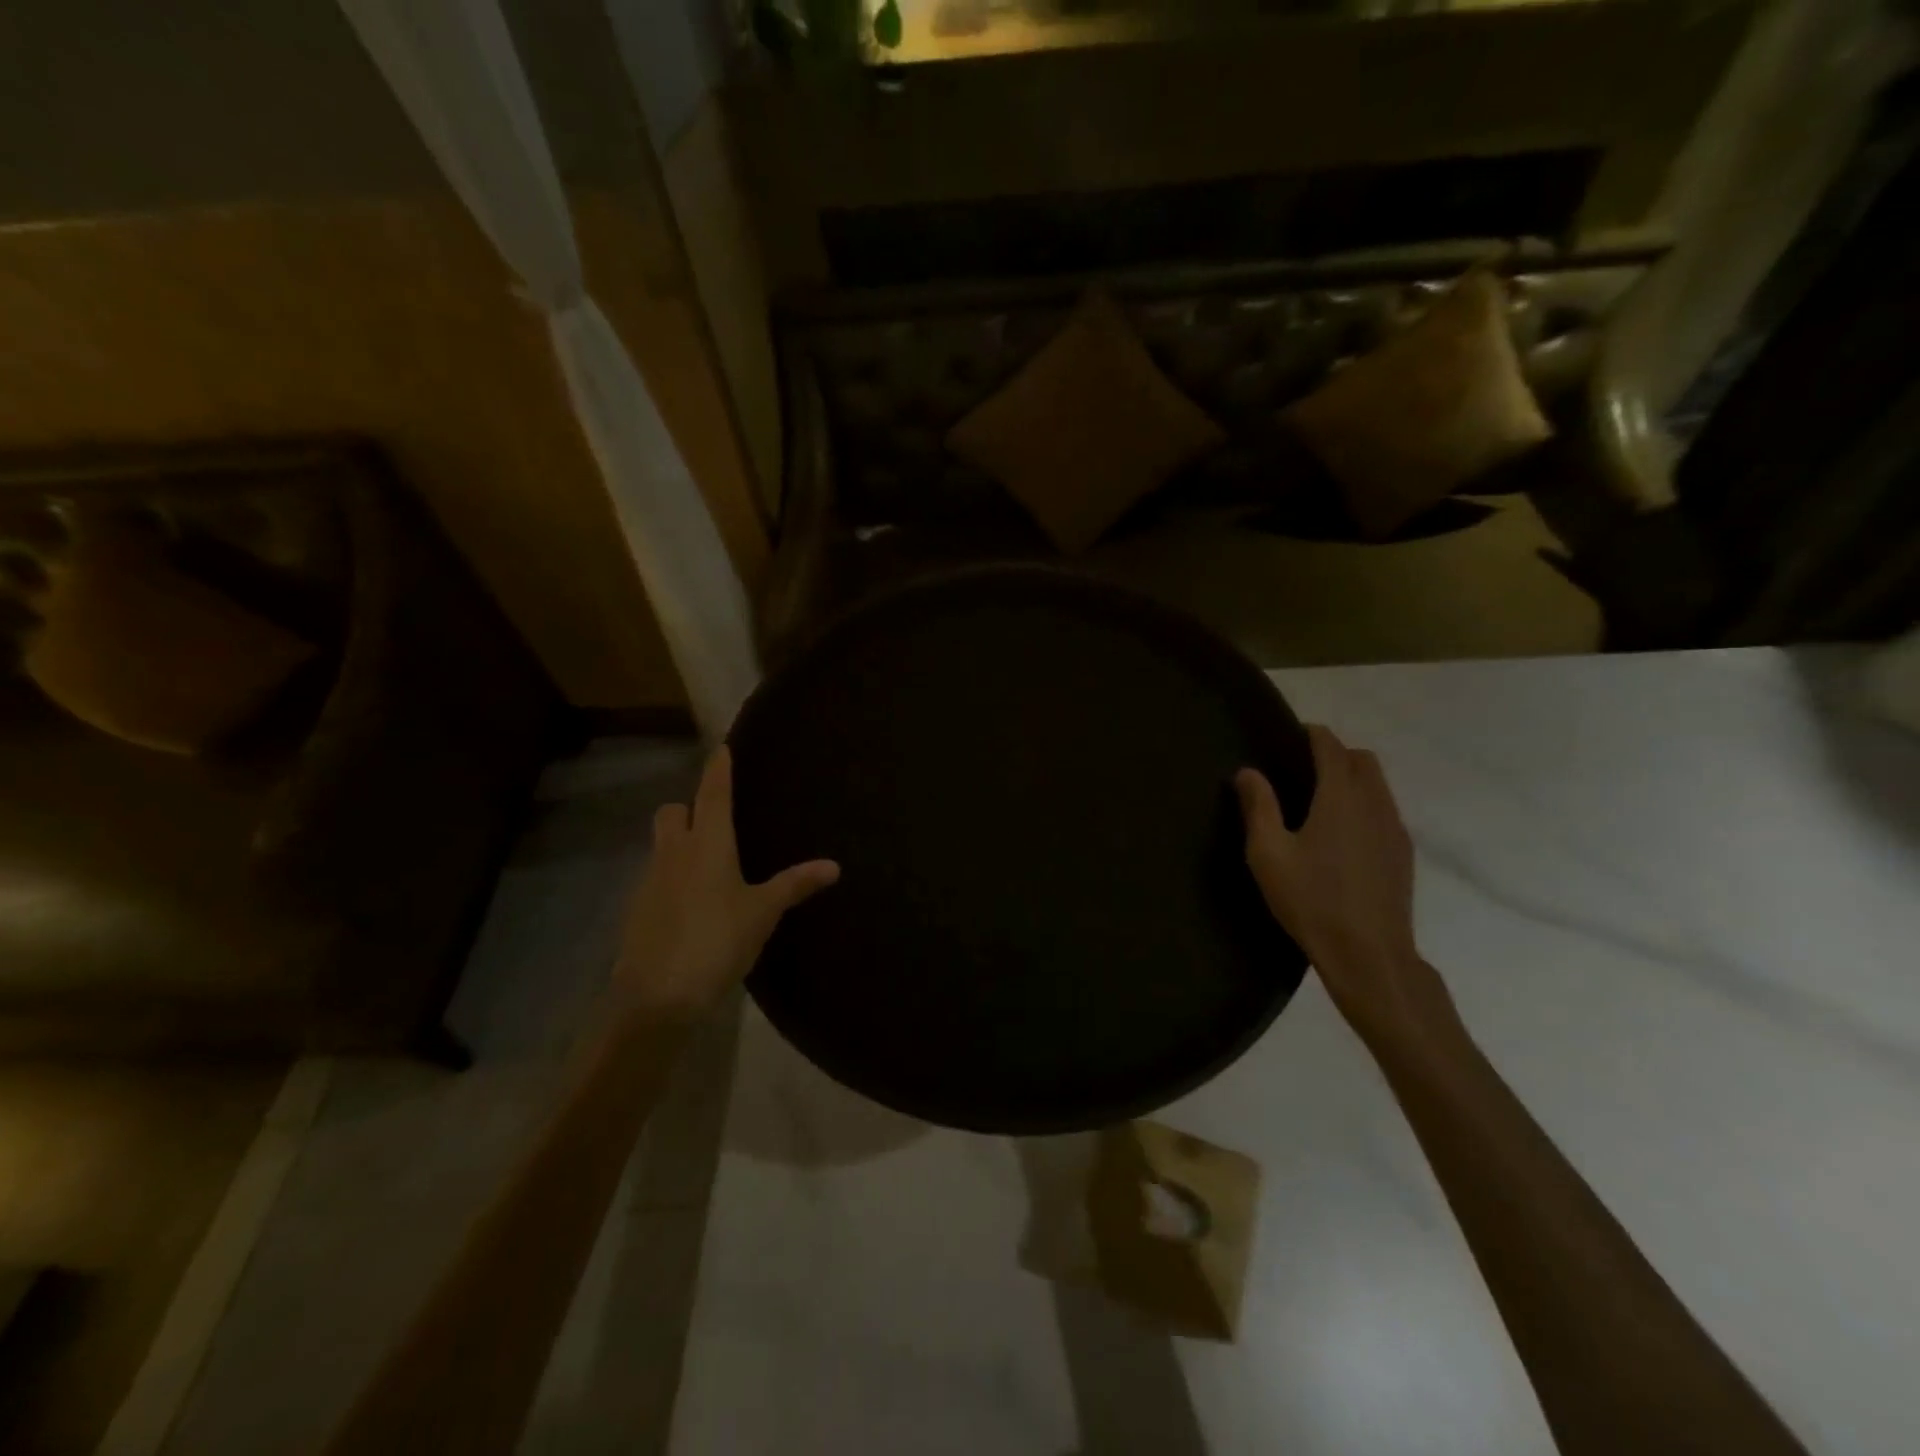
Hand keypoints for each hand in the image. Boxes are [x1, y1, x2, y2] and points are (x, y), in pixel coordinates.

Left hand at [614, 747, 839, 1018]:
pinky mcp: (638, 908)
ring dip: (679, 842)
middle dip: (690, 807)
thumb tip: (834, 865)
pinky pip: (656, 877)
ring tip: (710, 865)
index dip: (718, 769)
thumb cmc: (717, 941)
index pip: (713, 793)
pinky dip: (672, 877)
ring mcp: (650, 880)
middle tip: (715, 822)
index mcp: (708, 844)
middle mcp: (674, 852)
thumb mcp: (762, 913)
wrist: (656, 995)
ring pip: (662, 844)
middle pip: (673, 812)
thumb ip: (795, 885)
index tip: (721, 748)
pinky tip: (692, 903)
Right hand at [1235, 726, 1459, 1054]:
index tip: (1291, 734)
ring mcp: (1394, 829)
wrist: (1369, 954)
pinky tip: (1343, 833)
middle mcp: (1374, 804)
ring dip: (1353, 778)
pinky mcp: (1402, 853)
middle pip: (1362, 760)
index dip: (1313, 734)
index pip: (1331, 747)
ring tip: (1321, 798)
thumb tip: (1248, 771)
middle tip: (1303, 767)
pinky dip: (1366, 803)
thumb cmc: (1312, 900)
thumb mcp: (1268, 854)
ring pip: (1379, 785)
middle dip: (1336, 752)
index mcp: (1340, 798)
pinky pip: (1386, 810)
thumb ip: (1258, 807)